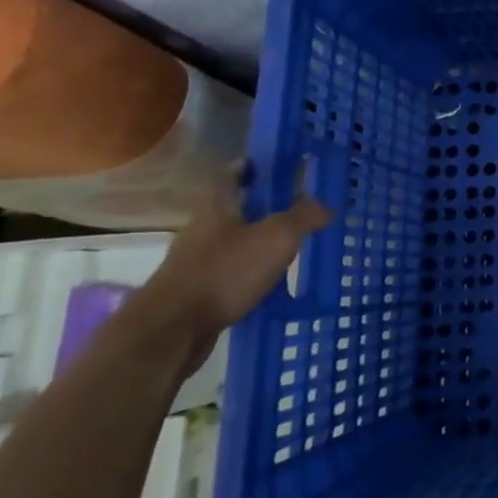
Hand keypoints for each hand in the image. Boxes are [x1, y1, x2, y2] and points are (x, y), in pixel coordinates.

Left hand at [132, 180, 333, 373]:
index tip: (289, 166)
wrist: (171, 332)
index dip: (262, 165)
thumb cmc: (225, 272)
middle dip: (268, 205)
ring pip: (237, 239)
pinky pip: (232, 270)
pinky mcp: (197, 289)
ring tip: (295, 244)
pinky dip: (253, 270)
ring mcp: (197, 259)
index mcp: (218, 204)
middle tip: (302, 206)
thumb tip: (326, 207)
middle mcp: (204, 226)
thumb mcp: (277, 238)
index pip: (239, 171)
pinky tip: (274, 280)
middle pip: (240, 206)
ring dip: (262, 239)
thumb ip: (304, 217)